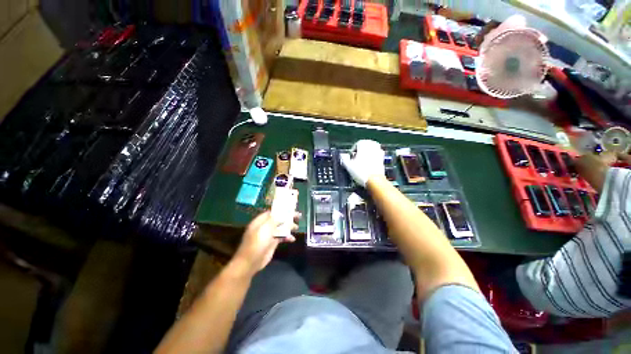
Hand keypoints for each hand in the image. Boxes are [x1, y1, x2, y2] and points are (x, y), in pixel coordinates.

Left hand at [232, 211, 297, 275]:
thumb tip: (283, 216)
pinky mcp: (272, 243)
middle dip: (287, 218)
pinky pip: (281, 237)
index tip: (291, 208)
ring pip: (281, 228)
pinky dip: (287, 237)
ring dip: (289, 227)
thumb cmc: (257, 243)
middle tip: (298, 216)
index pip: (272, 212)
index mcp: (260, 221)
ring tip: (297, 227)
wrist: (251, 262)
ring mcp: (268, 235)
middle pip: (278, 219)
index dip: (281, 210)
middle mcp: (265, 226)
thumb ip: (275, 220)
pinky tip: (292, 239)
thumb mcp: (265, 228)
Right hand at [340, 140, 384, 186]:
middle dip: (360, 153)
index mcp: (363, 143)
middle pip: (364, 147)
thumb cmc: (360, 171)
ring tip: (361, 164)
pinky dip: (371, 159)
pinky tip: (368, 167)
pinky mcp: (383, 158)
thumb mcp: (348, 166)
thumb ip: (344, 159)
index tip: (350, 160)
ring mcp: (379, 151)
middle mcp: (372, 144)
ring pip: (370, 151)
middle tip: (355, 161)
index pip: (356, 145)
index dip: (352, 153)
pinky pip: (375, 156)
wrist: (375, 181)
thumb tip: (342, 155)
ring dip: (366, 156)